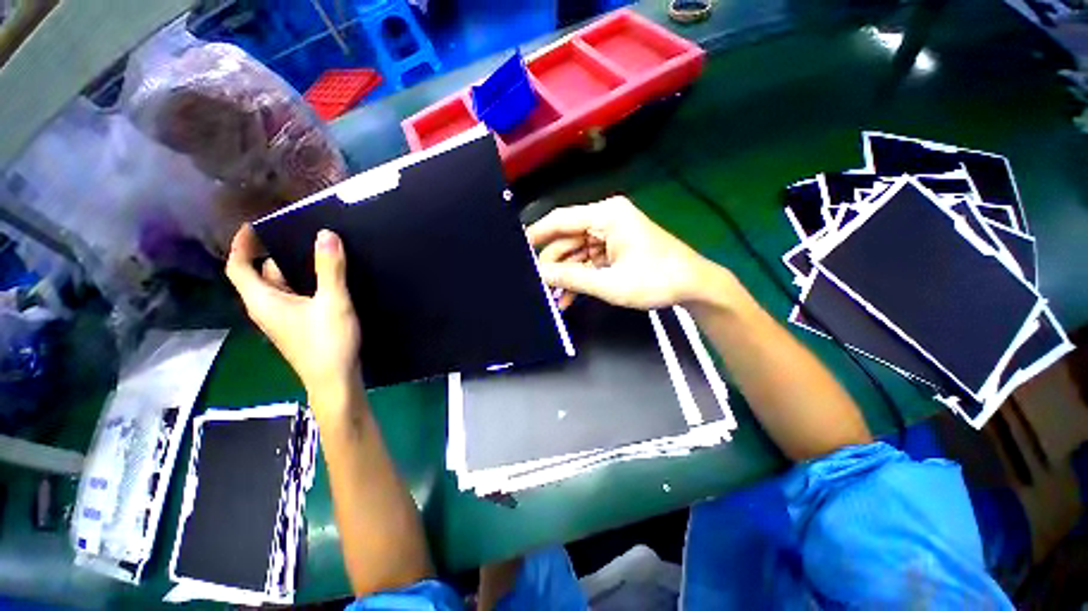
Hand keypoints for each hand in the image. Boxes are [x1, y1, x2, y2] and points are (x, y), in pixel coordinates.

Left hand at [226, 225, 360, 395]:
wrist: (335, 380)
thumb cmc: (328, 341)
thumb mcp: (333, 302)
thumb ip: (330, 269)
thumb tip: (326, 234)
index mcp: (263, 300)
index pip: (238, 267)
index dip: (242, 244)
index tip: (255, 226)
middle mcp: (266, 308)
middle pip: (261, 274)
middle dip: (274, 253)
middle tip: (298, 235)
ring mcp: (282, 319)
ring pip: (280, 287)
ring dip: (292, 269)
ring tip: (317, 253)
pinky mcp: (298, 326)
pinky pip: (293, 297)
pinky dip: (303, 284)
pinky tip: (326, 281)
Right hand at [527, 196, 730, 309]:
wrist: (694, 286)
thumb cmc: (655, 280)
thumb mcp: (609, 283)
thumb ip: (571, 278)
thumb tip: (540, 274)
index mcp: (607, 216)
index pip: (561, 220)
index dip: (537, 234)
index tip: (518, 250)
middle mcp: (606, 219)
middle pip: (567, 239)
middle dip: (553, 264)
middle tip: (538, 286)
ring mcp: (611, 234)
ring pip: (576, 253)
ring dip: (566, 276)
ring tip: (553, 299)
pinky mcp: (615, 248)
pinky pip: (589, 261)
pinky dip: (579, 277)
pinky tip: (568, 298)